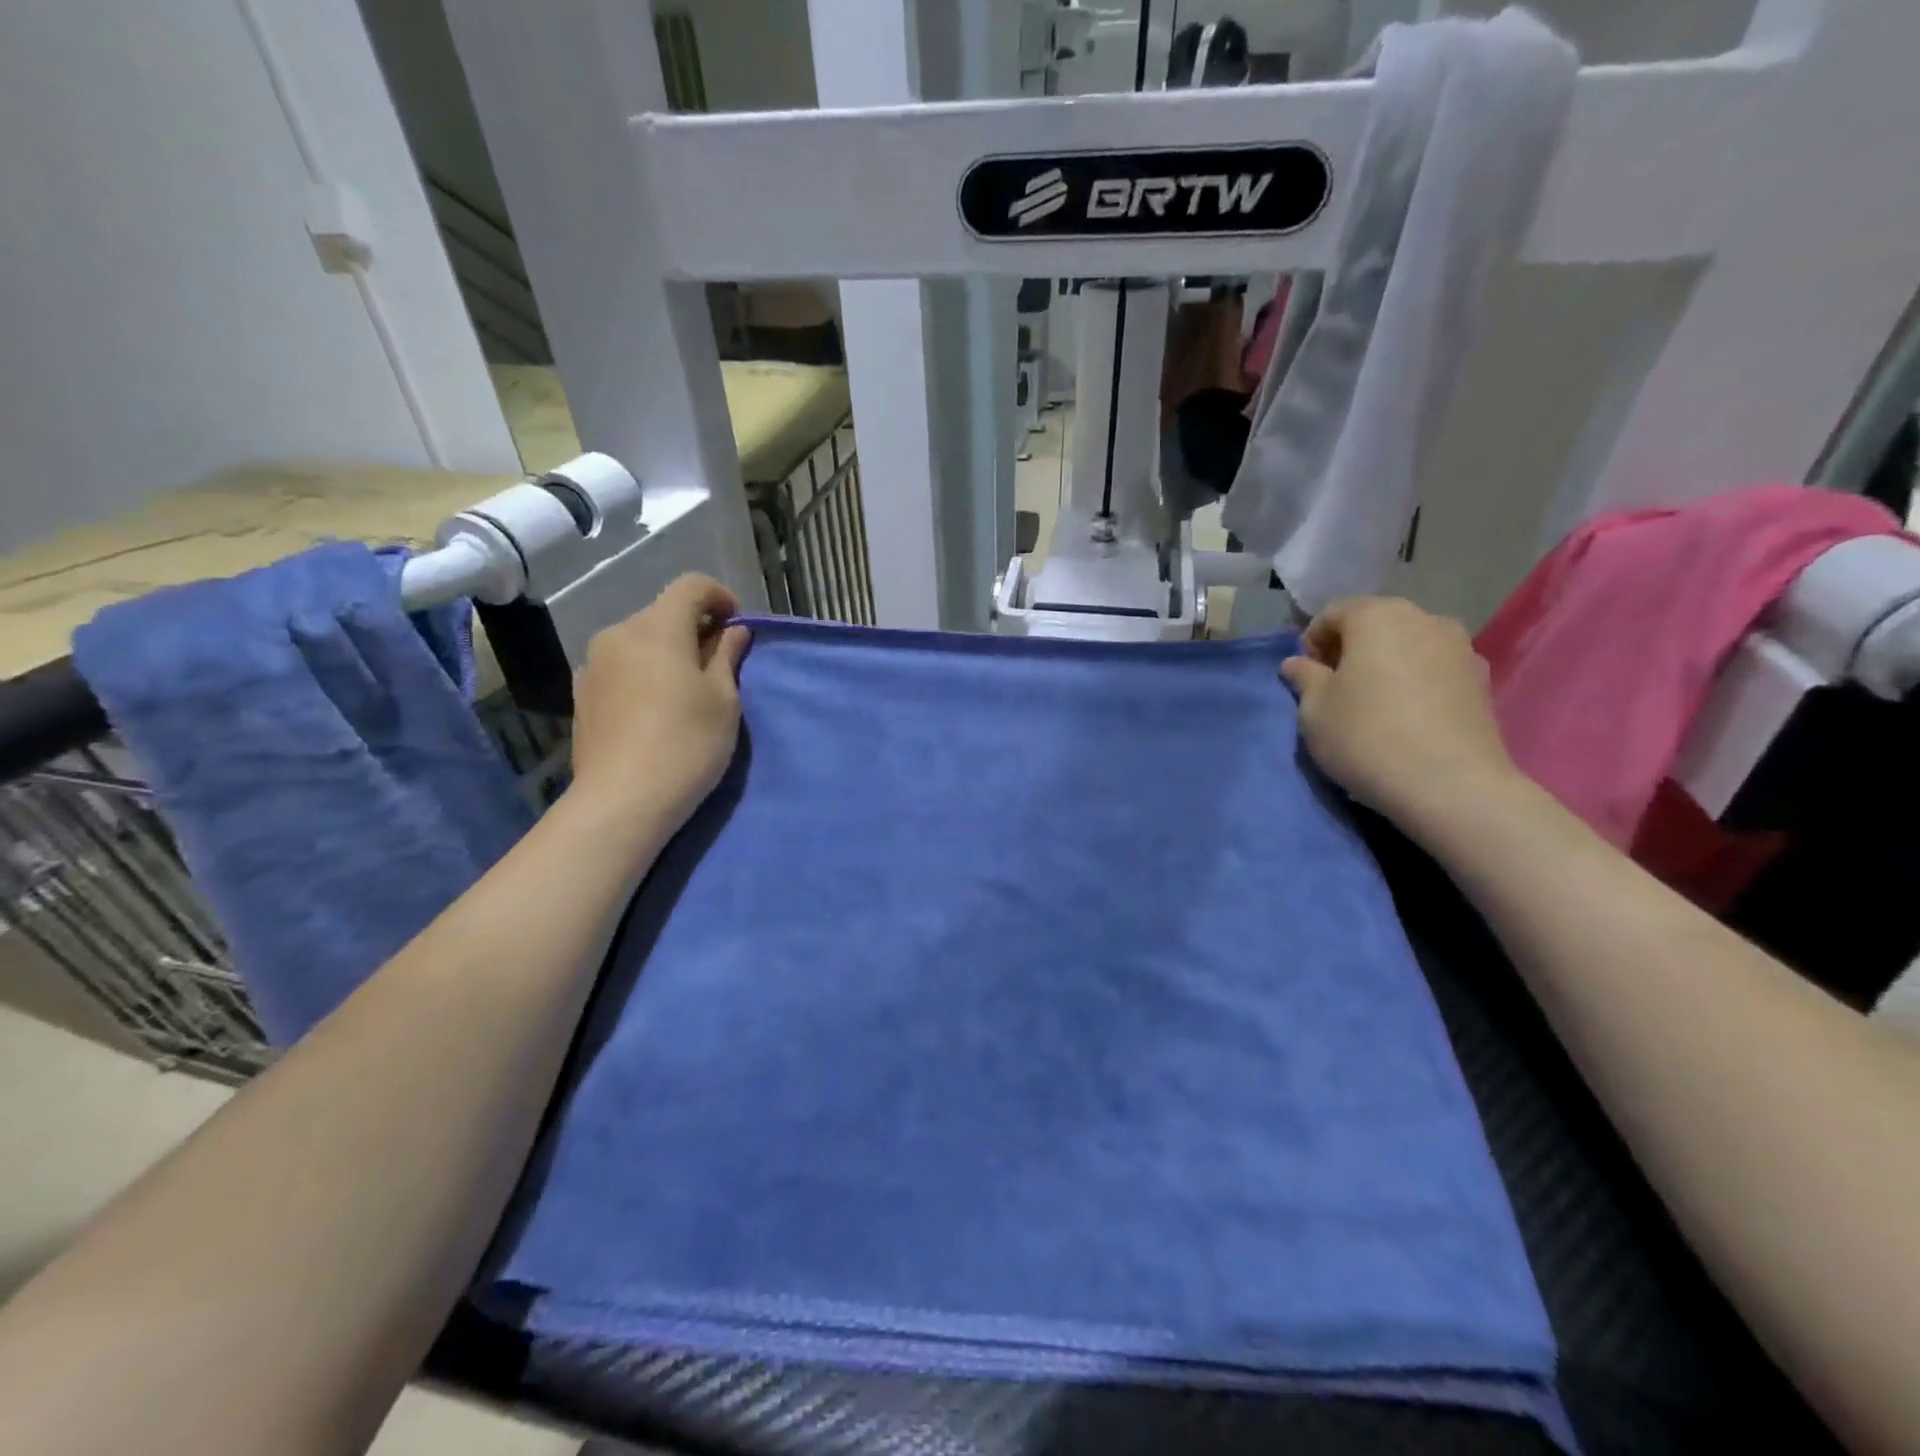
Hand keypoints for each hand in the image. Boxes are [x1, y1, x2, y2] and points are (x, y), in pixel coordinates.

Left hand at [567, 574, 751, 831]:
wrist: (622, 800)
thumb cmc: (687, 744)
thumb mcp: (724, 700)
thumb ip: (727, 656)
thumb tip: (732, 631)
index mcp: (657, 628)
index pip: (691, 586)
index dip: (720, 597)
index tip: (738, 626)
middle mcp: (618, 634)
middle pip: (663, 614)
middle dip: (695, 629)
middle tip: (720, 665)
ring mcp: (593, 664)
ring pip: (640, 641)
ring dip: (668, 652)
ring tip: (688, 692)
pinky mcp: (582, 694)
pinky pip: (622, 667)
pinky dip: (645, 673)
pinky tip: (657, 710)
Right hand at [1280, 597, 1518, 828]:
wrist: (1451, 785)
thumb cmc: (1366, 737)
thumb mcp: (1314, 710)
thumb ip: (1304, 678)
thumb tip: (1298, 663)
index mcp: (1378, 616)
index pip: (1333, 613)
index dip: (1312, 641)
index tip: (1306, 676)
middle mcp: (1424, 619)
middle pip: (1376, 624)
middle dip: (1351, 649)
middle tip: (1335, 689)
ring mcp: (1461, 648)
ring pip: (1408, 645)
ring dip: (1385, 664)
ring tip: (1372, 704)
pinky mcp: (1482, 680)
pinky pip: (1434, 669)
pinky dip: (1415, 682)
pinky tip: (1406, 717)